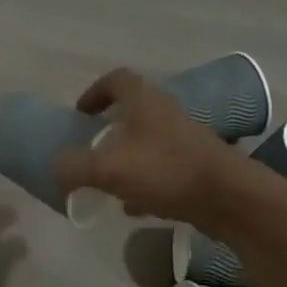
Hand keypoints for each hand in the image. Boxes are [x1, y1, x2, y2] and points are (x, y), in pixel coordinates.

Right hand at [53, 68, 286, 234]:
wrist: (228, 198)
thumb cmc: (165, 171)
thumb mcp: (107, 169)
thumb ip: (74, 166)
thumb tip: (57, 167)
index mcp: (144, 102)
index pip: (116, 80)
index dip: (94, 92)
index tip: (80, 114)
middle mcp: (166, 113)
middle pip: (133, 111)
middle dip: (109, 129)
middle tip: (91, 148)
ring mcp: (185, 139)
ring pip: (148, 141)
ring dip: (126, 156)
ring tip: (107, 181)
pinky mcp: (197, 165)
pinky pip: (163, 168)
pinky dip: (145, 182)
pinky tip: (133, 206)